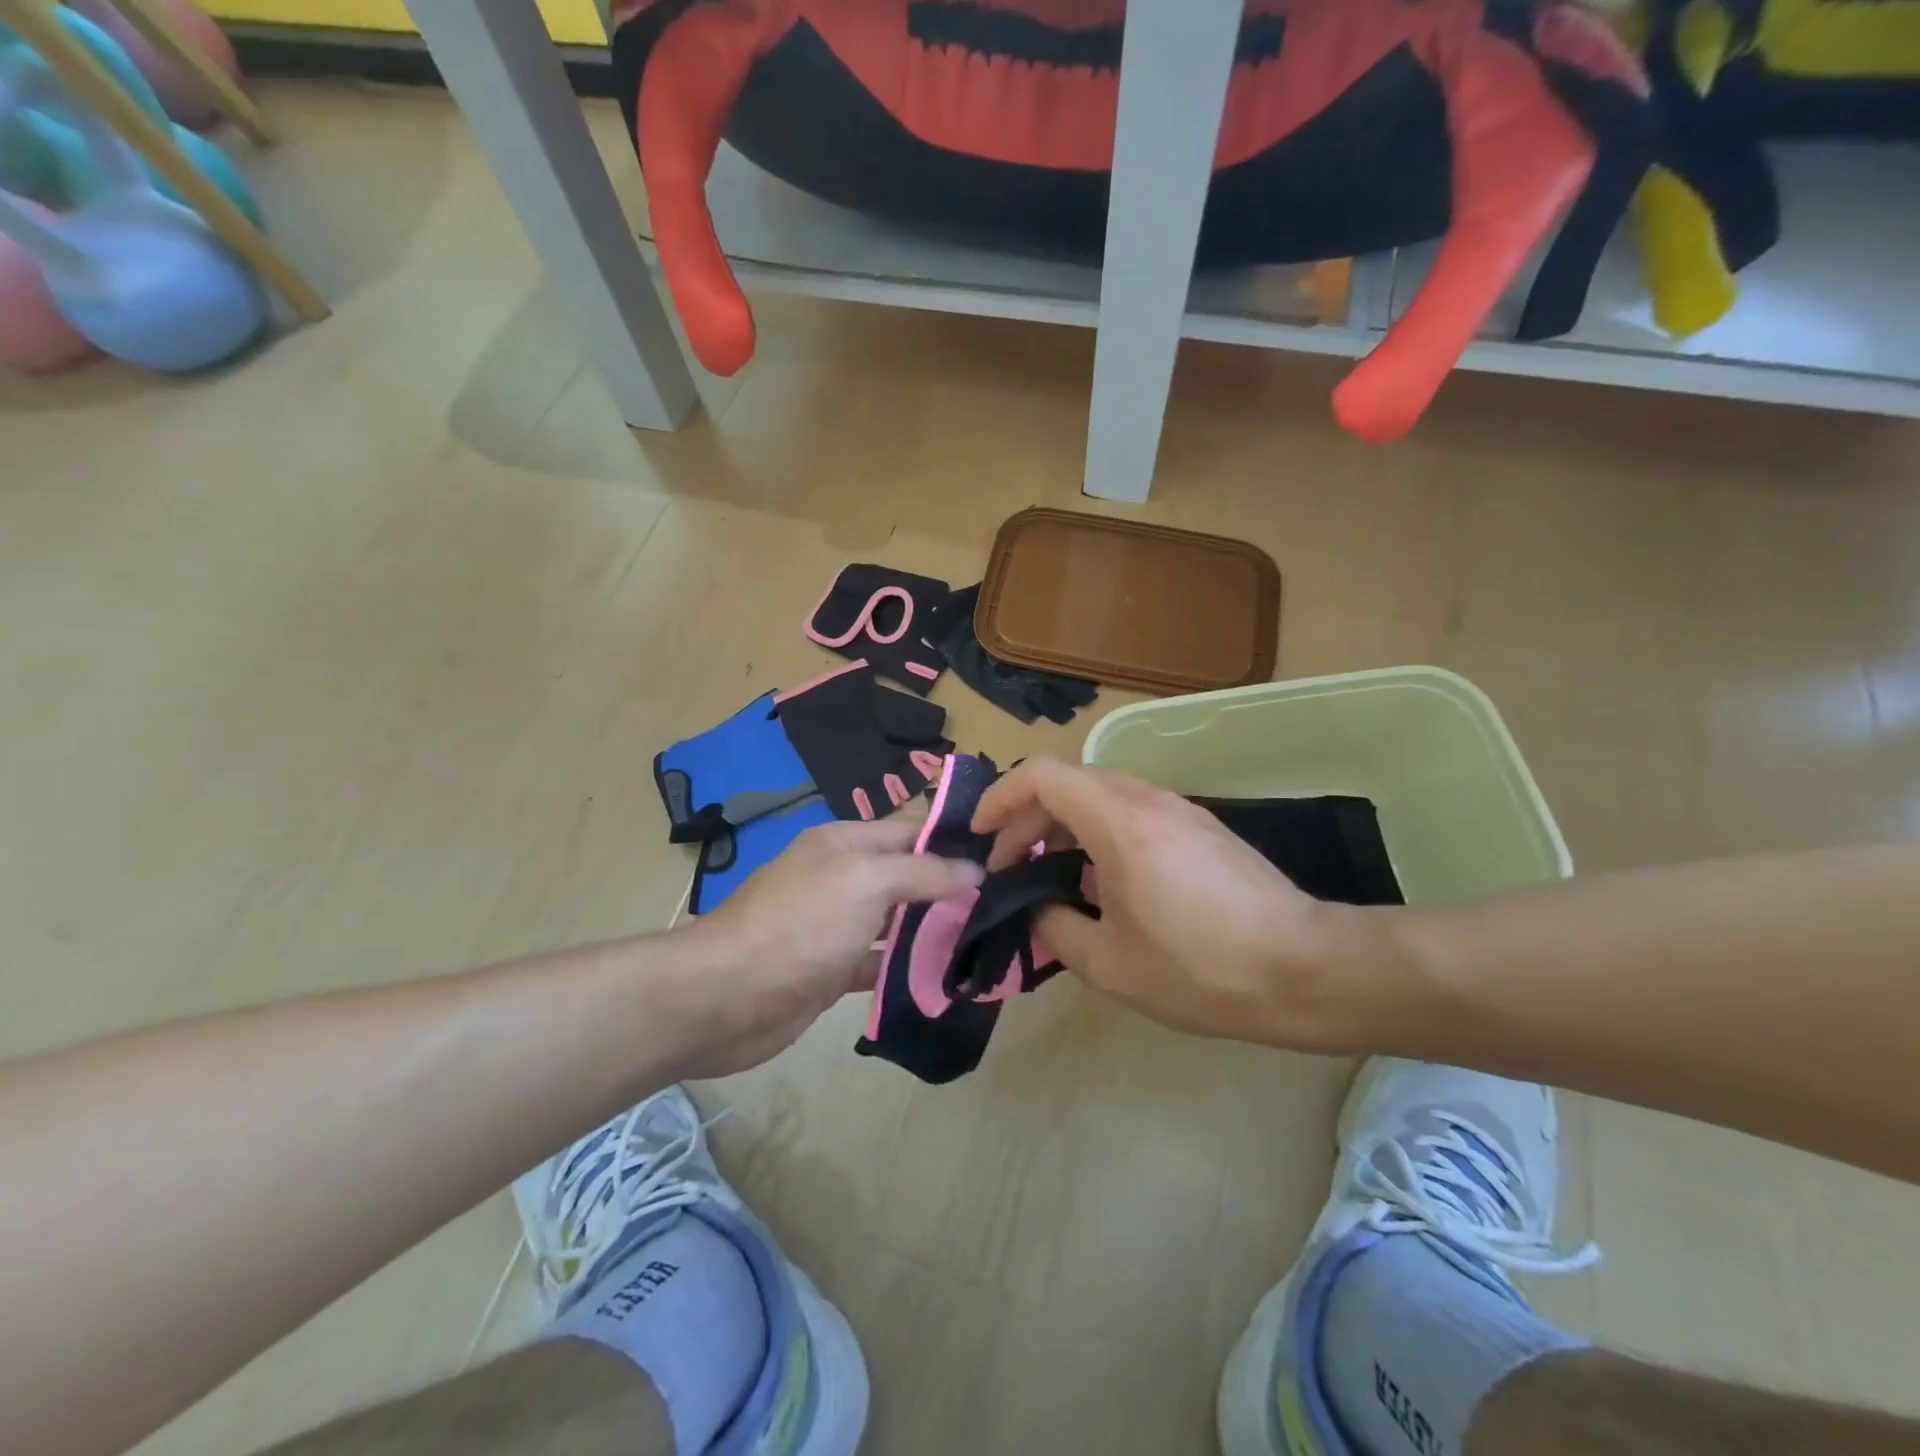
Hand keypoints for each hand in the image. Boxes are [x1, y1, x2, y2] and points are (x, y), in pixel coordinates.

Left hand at [675, 813, 983, 1075]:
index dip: (953, 841)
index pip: (911, 831)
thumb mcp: (866, 882)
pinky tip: (945, 979)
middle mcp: (841, 878)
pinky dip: (906, 969)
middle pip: (906, 876)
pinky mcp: (831, 970)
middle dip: (949, 888)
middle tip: (1006, 903)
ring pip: (896, 922)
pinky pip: (879, 963)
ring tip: (988, 940)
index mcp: (845, 843)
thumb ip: (923, 871)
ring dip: (933, 930)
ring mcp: (835, 926)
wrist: (726, 998)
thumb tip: (974, 870)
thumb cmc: (801, 925)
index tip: (1004, 857)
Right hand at [972, 759, 1388, 1050]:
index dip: (1000, 796)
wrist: (1306, 969)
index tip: (981, 834)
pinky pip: (1131, 812)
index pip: (1041, 775)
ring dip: (1062, 825)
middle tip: (1009, 868)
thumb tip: (1040, 909)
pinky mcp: (1199, 827)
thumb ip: (1056, 928)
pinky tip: (1101, 882)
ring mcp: (1178, 810)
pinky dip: (1097, 833)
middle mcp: (1147, 800)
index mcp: (1118, 822)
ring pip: (1100, 795)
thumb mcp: (1109, 965)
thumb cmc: (1201, 967)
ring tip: (1048, 875)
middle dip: (1026, 818)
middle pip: (1068, 782)